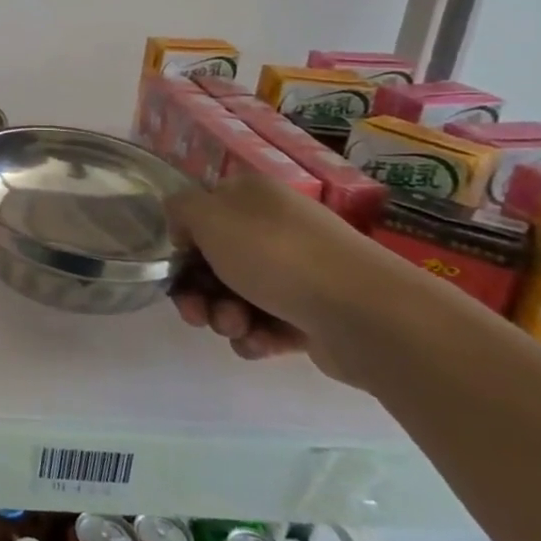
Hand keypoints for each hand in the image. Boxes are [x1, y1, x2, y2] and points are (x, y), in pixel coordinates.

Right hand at [165, 174, 402, 388]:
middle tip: (197, 313)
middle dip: (199, 292)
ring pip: (237, 296)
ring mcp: (298, 271)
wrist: (364, 313)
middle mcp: (275, 228)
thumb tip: (184, 227)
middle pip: (214, 261)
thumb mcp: (208, 216)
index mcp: (252, 197)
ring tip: (237, 327)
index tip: (177, 268)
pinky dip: (256, 336)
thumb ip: (179, 209)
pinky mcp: (313, 313)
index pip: (202, 215)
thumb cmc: (276, 254)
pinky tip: (260, 342)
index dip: (183, 244)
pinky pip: (267, 324)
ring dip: (224, 316)